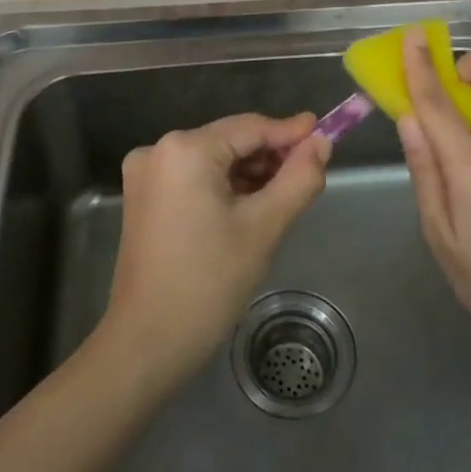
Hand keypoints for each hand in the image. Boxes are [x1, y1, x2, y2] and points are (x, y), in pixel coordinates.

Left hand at [101, 113, 330, 381]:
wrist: (147, 343)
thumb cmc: (208, 282)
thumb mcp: (264, 227)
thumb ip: (298, 179)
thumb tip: (321, 144)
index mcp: (185, 149)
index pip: (250, 127)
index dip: (291, 132)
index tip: (327, 135)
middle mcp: (158, 150)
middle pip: (230, 141)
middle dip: (271, 157)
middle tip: (309, 175)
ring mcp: (145, 175)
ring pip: (214, 161)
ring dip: (250, 174)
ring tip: (285, 195)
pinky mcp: (143, 198)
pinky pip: (194, 179)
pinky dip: (224, 188)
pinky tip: (251, 207)